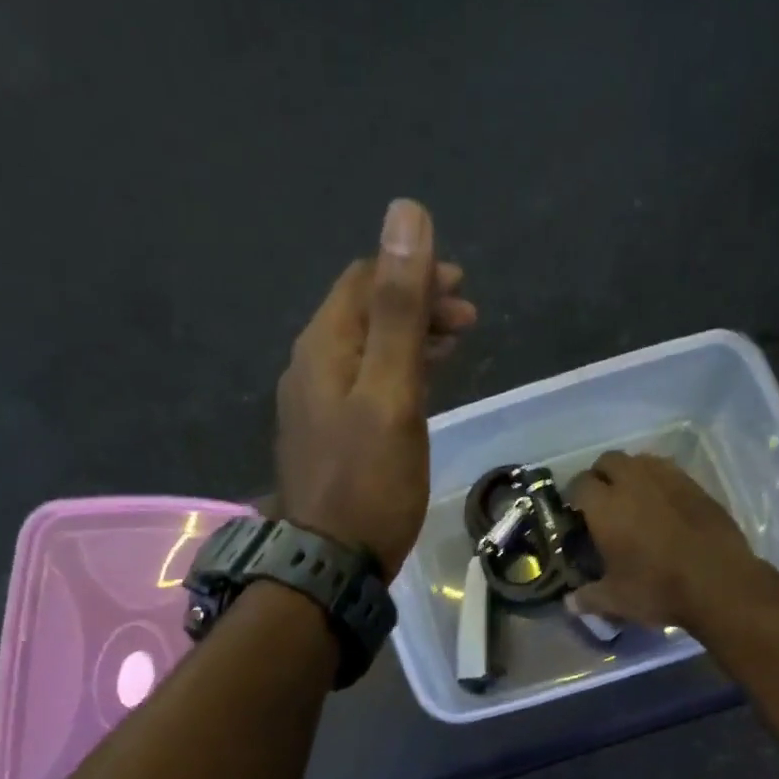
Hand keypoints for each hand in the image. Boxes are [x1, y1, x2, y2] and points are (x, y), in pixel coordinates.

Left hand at [276, 199, 476, 574]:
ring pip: (365, 351)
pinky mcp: (327, 438)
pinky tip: (418, 390)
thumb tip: (406, 214)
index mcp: (323, 347)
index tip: (462, 290)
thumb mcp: (392, 393)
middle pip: (364, 314)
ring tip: (454, 346)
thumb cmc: (369, 482)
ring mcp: (315, 406)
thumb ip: (400, 309)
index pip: (364, 281)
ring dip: (409, 339)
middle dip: (416, 304)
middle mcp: (310, 367)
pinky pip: (362, 386)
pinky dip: (395, 374)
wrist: (330, 563)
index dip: (413, 272)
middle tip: (468, 320)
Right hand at [567, 452, 756, 628]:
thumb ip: (588, 597)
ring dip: (630, 473)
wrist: (719, 582)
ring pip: (640, 460)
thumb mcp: (616, 600)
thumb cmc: (658, 589)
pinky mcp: (695, 485)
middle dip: (600, 476)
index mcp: (605, 506)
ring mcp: (668, 479)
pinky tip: (663, 505)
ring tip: (632, 499)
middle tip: (601, 502)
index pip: (579, 484)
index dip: (573, 496)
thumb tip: (569, 602)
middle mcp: (633, 481)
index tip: (575, 512)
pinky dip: (658, 481)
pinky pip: (668, 471)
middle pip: (608, 460)